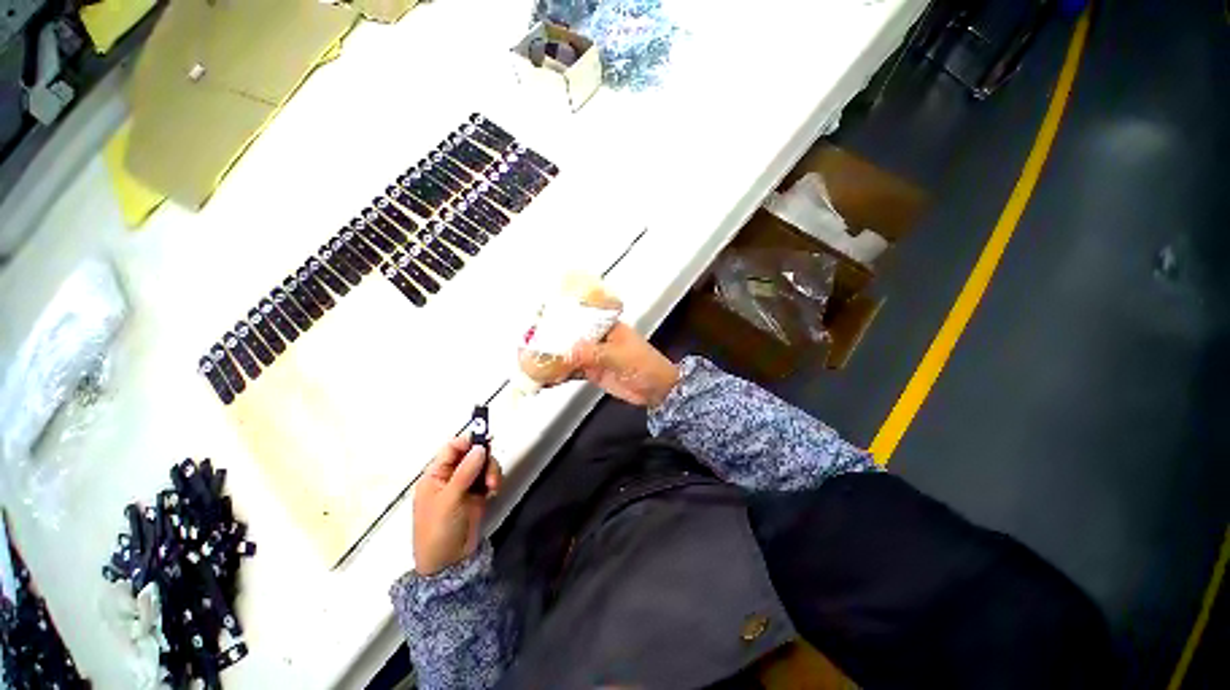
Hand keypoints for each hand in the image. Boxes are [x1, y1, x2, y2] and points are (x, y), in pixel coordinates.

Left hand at [412, 436, 501, 575]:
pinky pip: (490, 478)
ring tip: (493, 488)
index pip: (452, 448)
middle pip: (472, 454)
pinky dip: (494, 482)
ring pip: (484, 465)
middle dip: (485, 460)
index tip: (487, 440)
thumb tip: (480, 447)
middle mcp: (451, 477)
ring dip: (492, 472)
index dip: (469, 441)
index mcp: (436, 475)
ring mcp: (465, 486)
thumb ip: (465, 472)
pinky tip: (493, 493)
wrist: (448, 563)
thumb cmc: (439, 529)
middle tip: (491, 473)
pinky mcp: (478, 495)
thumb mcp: (449, 500)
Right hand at [540, 322, 679, 407]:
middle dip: (550, 340)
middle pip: (569, 336)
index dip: (559, 318)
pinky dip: (559, 374)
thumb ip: (590, 353)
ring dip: (551, 358)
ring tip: (528, 361)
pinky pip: (572, 371)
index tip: (538, 321)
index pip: (578, 318)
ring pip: (568, 354)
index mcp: (605, 327)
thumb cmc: (642, 365)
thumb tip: (563, 351)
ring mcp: (593, 355)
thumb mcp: (617, 356)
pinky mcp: (592, 371)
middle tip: (527, 345)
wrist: (656, 390)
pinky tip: (544, 378)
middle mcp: (596, 338)